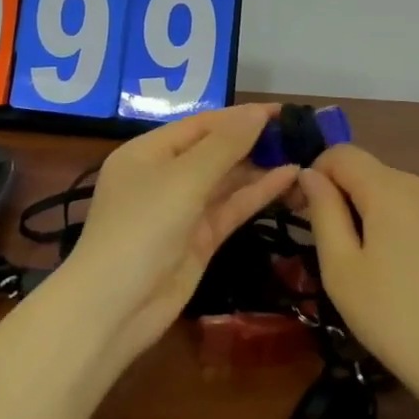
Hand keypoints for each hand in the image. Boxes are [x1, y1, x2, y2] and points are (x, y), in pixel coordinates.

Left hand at [51, 104, 297, 363]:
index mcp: (147, 152)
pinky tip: (289, 178)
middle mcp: (164, 176)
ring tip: (302, 152)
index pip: (200, 124)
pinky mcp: (199, 239)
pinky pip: (231, 207)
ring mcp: (182, 210)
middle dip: (253, 140)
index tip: (283, 110)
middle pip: (214, 150)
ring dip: (260, 167)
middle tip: (299, 132)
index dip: (240, 116)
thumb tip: (257, 112)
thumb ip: (224, 145)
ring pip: (226, 180)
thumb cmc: (142, 228)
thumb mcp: (183, 179)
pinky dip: (258, 193)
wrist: (115, 308)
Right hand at [298, 145, 418, 407]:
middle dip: (340, 194)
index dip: (314, 174)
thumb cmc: (393, 316)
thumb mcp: (341, 268)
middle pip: (367, 170)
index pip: (341, 154)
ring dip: (367, 209)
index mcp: (388, 189)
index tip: (300, 212)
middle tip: (328, 244)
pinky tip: (397, 267)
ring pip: (391, 190)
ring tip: (363, 261)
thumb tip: (309, 174)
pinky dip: (394, 222)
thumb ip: (323, 212)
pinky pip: (414, 208)